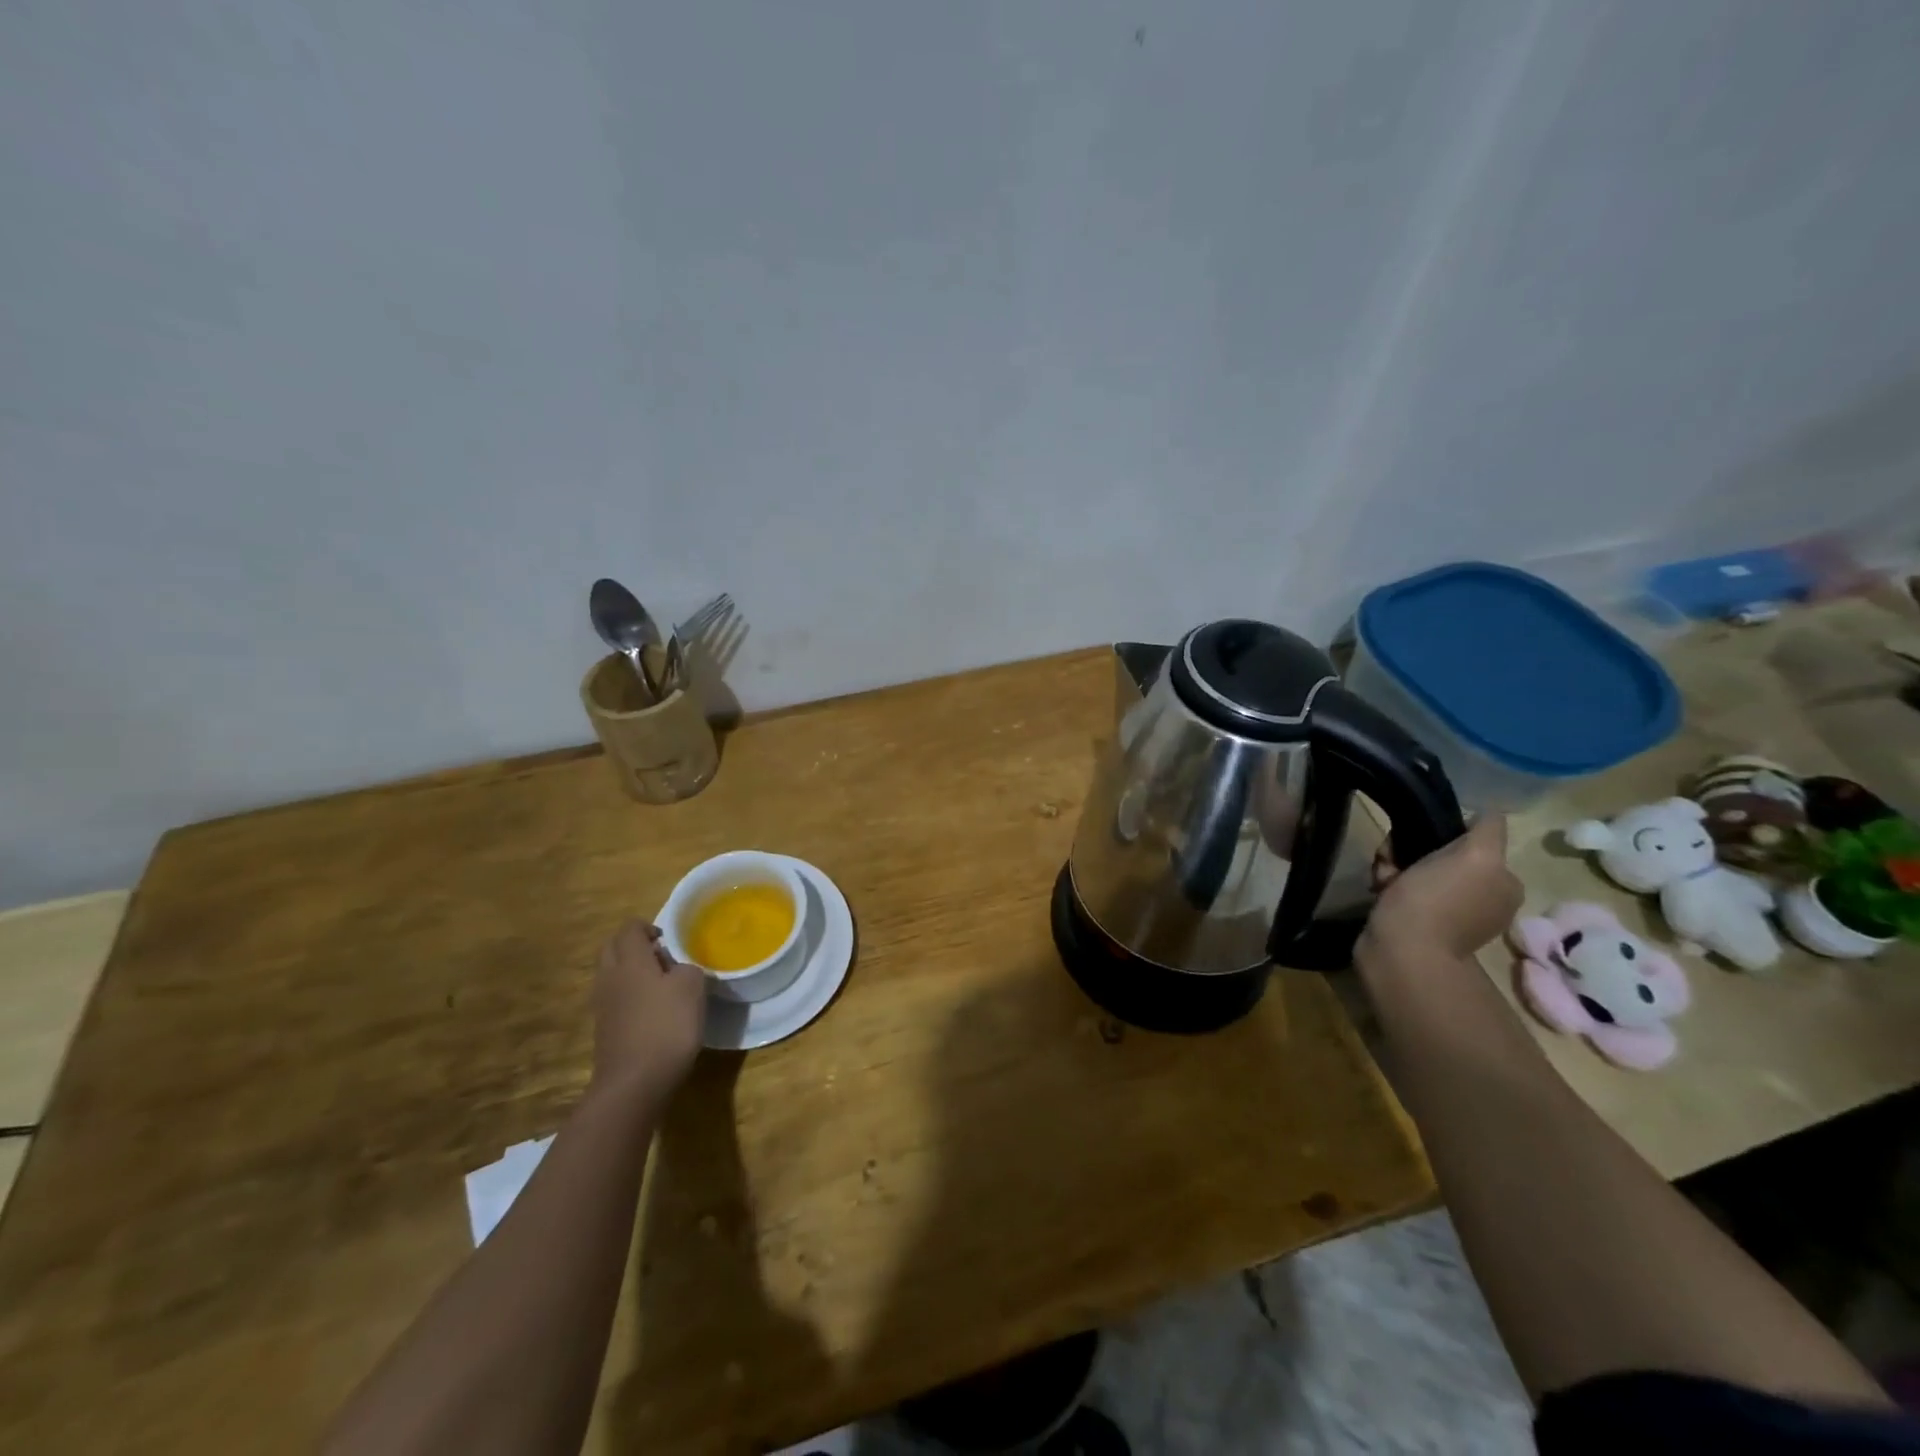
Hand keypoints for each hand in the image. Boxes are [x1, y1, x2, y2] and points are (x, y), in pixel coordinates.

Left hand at [590, 920, 706, 1099]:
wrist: (634, 1083)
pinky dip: (629, 996)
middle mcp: (609, 978)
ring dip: (631, 971)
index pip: (629, 928)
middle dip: (634, 945)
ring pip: (611, 974)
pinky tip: (652, 1012)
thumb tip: (676, 969)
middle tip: (662, 956)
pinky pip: (614, 999)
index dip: (648, 926)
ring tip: (661, 984)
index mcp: (630, 961)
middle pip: (612, 948)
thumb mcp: (692, 987)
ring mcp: (603, 1006)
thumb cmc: (666, 1026)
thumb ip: (687, 968)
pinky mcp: (604, 1030)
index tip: (669, 939)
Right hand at [1361, 814, 1522, 967]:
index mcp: (1502, 883)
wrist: (1402, 951)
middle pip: (1439, 853)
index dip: (1441, 833)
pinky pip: (1401, 889)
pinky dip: (1388, 884)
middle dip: (1411, 851)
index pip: (1470, 839)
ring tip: (1383, 878)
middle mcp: (1481, 898)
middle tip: (1395, 860)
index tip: (1419, 838)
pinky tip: (1378, 889)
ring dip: (1394, 865)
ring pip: (1416, 869)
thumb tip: (1489, 810)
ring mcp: (1449, 913)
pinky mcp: (1418, 923)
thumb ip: (1488, 829)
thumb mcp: (1475, 855)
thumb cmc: (1437, 900)